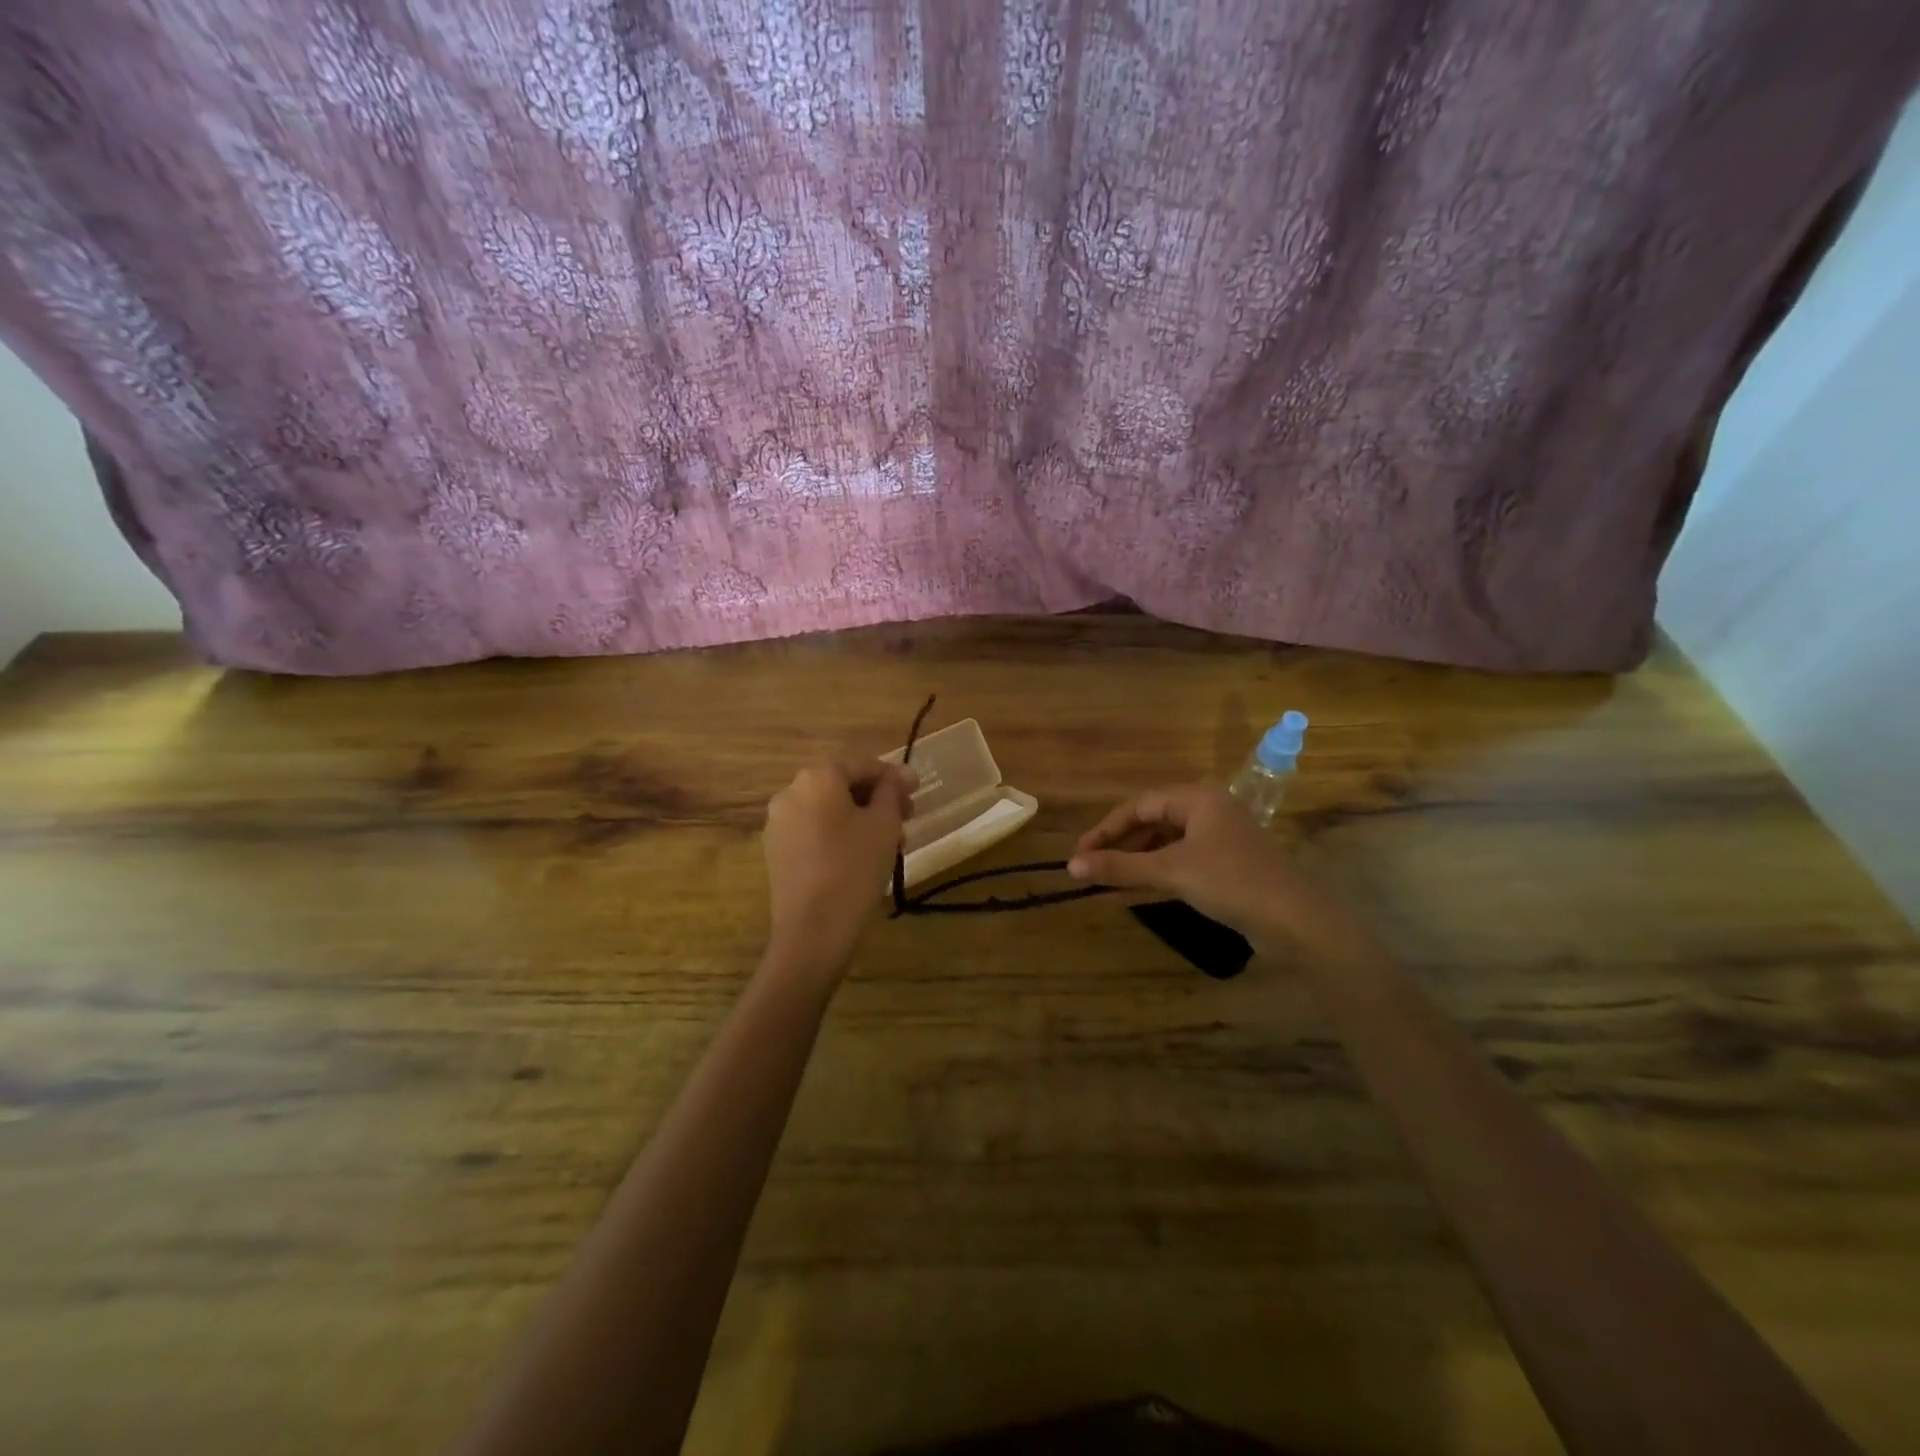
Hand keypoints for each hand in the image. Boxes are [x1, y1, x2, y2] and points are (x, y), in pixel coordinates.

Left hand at [763, 760, 915, 980]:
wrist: (813, 929)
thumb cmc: (855, 867)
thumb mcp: (884, 824)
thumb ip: (892, 792)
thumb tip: (901, 774)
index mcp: (816, 777)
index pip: (862, 765)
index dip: (893, 777)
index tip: (917, 791)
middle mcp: (791, 792)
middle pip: (842, 786)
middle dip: (876, 798)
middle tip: (906, 818)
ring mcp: (779, 823)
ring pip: (828, 810)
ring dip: (860, 817)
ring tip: (889, 841)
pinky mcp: (777, 850)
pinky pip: (814, 830)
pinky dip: (838, 834)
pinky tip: (861, 855)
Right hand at [1068, 784, 1360, 953]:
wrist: (1296, 923)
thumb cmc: (1231, 882)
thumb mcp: (1170, 871)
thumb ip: (1120, 867)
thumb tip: (1071, 866)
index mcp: (1197, 798)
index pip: (1138, 805)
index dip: (1105, 829)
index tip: (1078, 853)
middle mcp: (1207, 812)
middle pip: (1150, 824)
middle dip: (1118, 848)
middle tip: (1087, 869)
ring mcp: (1217, 842)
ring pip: (1163, 848)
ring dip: (1133, 866)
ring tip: (1100, 884)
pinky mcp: (1223, 869)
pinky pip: (1178, 867)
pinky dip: (1153, 880)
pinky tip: (1124, 897)